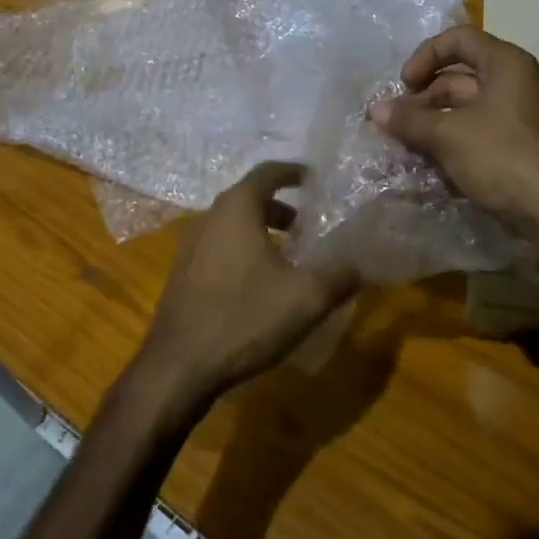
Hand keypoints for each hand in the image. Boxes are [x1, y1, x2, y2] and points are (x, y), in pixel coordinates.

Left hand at [128, 162, 359, 414]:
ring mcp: (191, 246)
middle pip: (249, 197)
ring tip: (290, 256)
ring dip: (262, 230)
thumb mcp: (307, 298)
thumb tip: (360, 264)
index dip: (295, 172)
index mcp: (237, 209)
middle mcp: (209, 217)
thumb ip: (340, 275)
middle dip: (282, 206)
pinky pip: (220, 247)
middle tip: (309, 224)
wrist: (178, 367)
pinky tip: (260, 284)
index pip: (268, 171)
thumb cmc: (244, 318)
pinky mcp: (183, 274)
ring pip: (233, 224)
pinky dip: (244, 250)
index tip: (316, 180)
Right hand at [368, 25, 538, 236]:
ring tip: (402, 145)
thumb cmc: (504, 158)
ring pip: (462, 109)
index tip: (403, 85)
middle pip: (457, 77)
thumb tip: (374, 110)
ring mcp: (515, 118)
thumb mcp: (449, 135)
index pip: (458, 40)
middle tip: (394, 123)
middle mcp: (513, 84)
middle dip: (422, 98)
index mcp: (505, 65)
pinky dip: (448, 142)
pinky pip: (473, 134)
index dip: (425, 56)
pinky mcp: (513, 148)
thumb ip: (410, 120)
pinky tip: (426, 162)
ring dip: (431, 123)